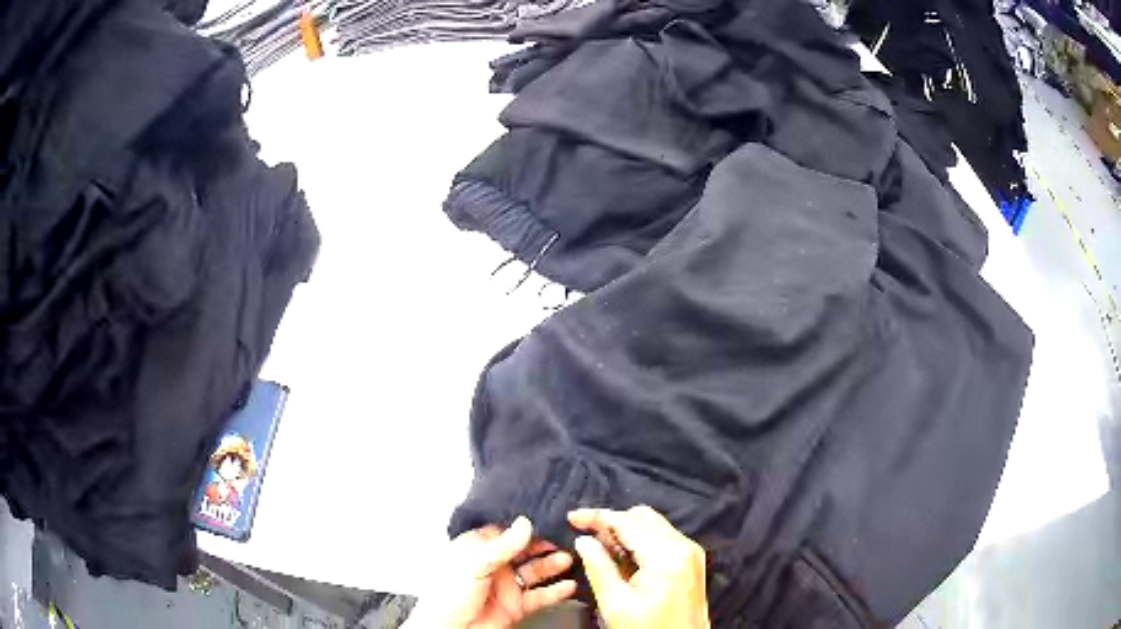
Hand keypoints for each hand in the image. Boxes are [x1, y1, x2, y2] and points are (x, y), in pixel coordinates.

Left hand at [412, 516, 576, 627]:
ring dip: (552, 566)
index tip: (546, 520)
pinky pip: (540, 596)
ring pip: (534, 572)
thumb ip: (502, 546)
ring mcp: (506, 586)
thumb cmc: (446, 596)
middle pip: (523, 551)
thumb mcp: (473, 565)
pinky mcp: (516, 606)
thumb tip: (524, 524)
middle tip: (564, 539)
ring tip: (569, 559)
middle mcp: (493, 567)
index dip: (524, 527)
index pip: (505, 532)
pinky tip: (568, 585)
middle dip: (544, 545)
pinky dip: (556, 591)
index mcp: (476, 550)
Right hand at [569, 506, 709, 628]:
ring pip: (653, 526)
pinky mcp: (690, 561)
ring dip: (625, 531)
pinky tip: (620, 556)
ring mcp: (690, 553)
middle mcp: (683, 546)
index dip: (597, 517)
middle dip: (612, 522)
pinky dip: (640, 542)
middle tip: (585, 535)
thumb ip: (598, 567)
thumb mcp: (615, 603)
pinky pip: (662, 539)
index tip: (572, 518)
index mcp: (667, 554)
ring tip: (598, 546)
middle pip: (642, 518)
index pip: (627, 522)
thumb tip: (583, 540)